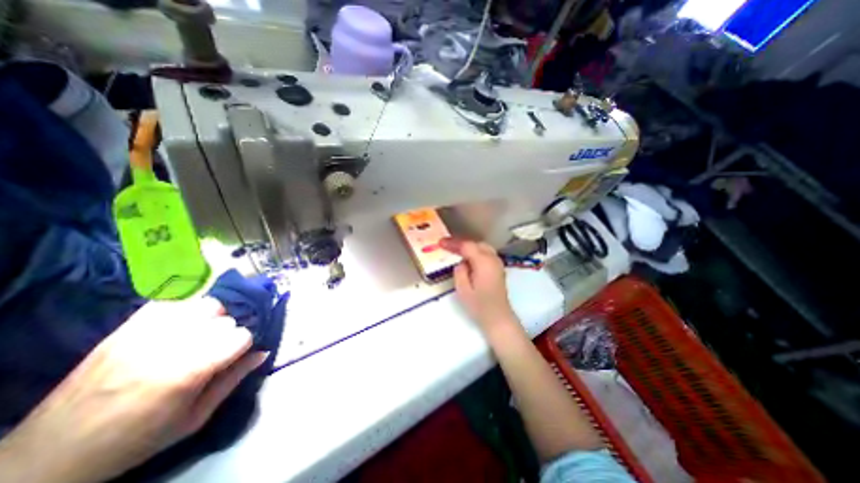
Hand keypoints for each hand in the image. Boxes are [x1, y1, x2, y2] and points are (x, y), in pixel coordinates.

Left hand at [1, 296, 265, 481]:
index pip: (242, 336)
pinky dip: (184, 309)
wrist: (48, 457)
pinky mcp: (126, 327)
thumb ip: (233, 380)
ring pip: (205, 303)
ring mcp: (146, 333)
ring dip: (210, 317)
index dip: (242, 346)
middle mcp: (171, 345)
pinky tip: (178, 325)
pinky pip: (173, 301)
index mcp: (189, 372)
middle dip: (227, 333)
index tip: (232, 357)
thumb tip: (263, 352)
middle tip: (212, 350)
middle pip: (226, 318)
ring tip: (198, 334)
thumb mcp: (194, 418)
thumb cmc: (136, 440)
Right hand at [439, 236, 512, 331]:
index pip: (467, 246)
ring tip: (456, 252)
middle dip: (461, 244)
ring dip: (469, 248)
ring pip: (482, 248)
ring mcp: (498, 263)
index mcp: (484, 262)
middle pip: (475, 244)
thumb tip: (461, 263)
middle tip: (447, 247)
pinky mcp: (498, 268)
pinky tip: (468, 259)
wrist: (498, 318)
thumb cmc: (479, 306)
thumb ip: (459, 272)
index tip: (440, 242)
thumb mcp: (463, 290)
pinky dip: (476, 253)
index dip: (452, 243)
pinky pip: (486, 254)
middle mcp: (493, 259)